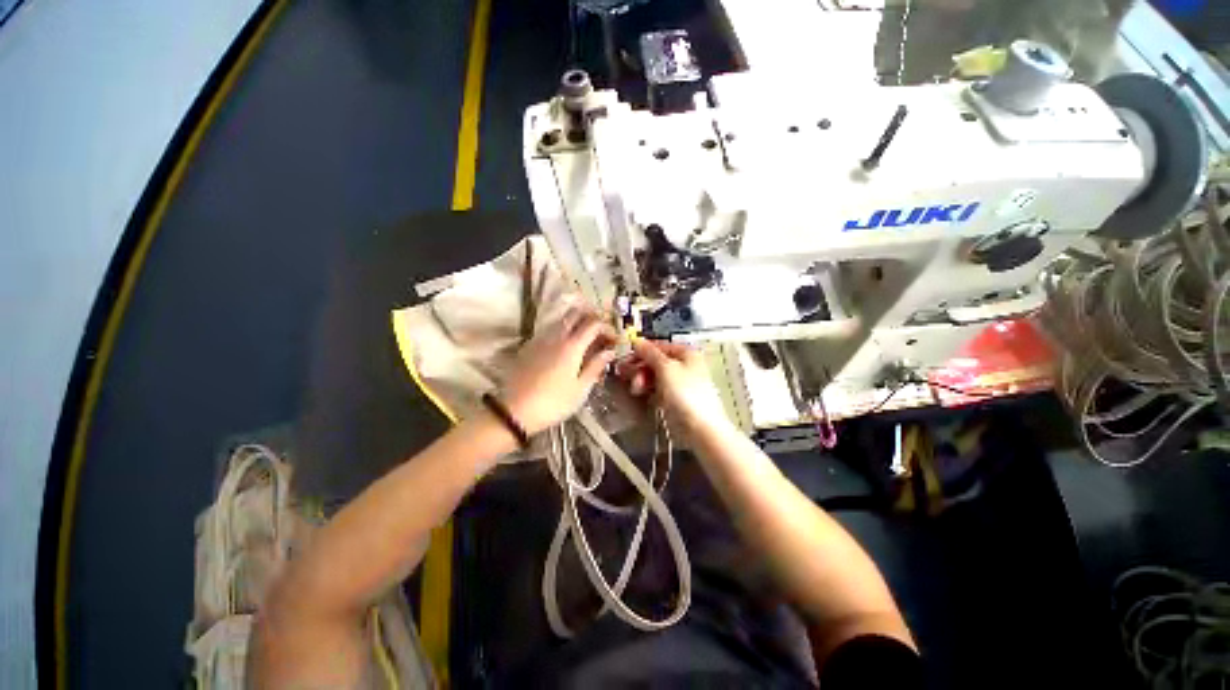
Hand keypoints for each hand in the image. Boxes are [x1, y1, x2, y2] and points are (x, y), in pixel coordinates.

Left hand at [500, 308, 617, 434]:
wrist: (515, 411)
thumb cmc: (553, 403)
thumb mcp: (580, 389)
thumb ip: (596, 366)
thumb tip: (610, 352)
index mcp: (572, 346)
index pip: (593, 324)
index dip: (607, 327)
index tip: (614, 338)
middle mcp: (556, 336)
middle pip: (575, 313)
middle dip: (591, 317)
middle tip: (600, 331)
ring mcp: (540, 339)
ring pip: (561, 319)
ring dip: (576, 322)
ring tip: (585, 337)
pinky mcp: (529, 345)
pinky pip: (549, 329)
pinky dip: (562, 330)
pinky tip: (564, 345)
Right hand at [616, 339, 728, 436]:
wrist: (700, 428)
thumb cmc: (686, 394)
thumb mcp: (666, 368)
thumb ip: (650, 353)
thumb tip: (637, 341)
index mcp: (687, 354)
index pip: (660, 346)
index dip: (642, 349)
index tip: (626, 355)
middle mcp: (684, 366)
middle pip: (656, 361)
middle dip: (640, 366)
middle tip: (625, 372)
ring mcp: (680, 384)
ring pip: (655, 375)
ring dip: (642, 379)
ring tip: (635, 388)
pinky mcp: (675, 399)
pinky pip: (657, 389)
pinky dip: (648, 389)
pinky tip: (640, 393)